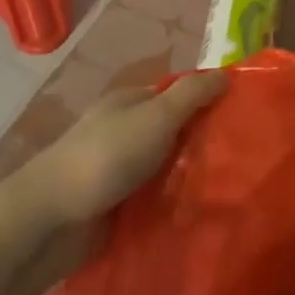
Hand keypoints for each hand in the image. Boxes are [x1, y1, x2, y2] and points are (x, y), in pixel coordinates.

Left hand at [25, 70, 226, 224]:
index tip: (242, 116)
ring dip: (190, 178)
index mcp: (130, 103)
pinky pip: (155, 201)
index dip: (207, 101)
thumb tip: (226, 74)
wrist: (52, 220)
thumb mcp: (156, 116)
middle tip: (243, 158)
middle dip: (202, 143)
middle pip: (173, 132)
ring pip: (166, 169)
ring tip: (231, 189)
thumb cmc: (107, 156)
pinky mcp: (117, 207)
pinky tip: (201, 214)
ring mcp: (119, 171)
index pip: (177, 95)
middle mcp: (124, 131)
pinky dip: (173, 205)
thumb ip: (192, 95)